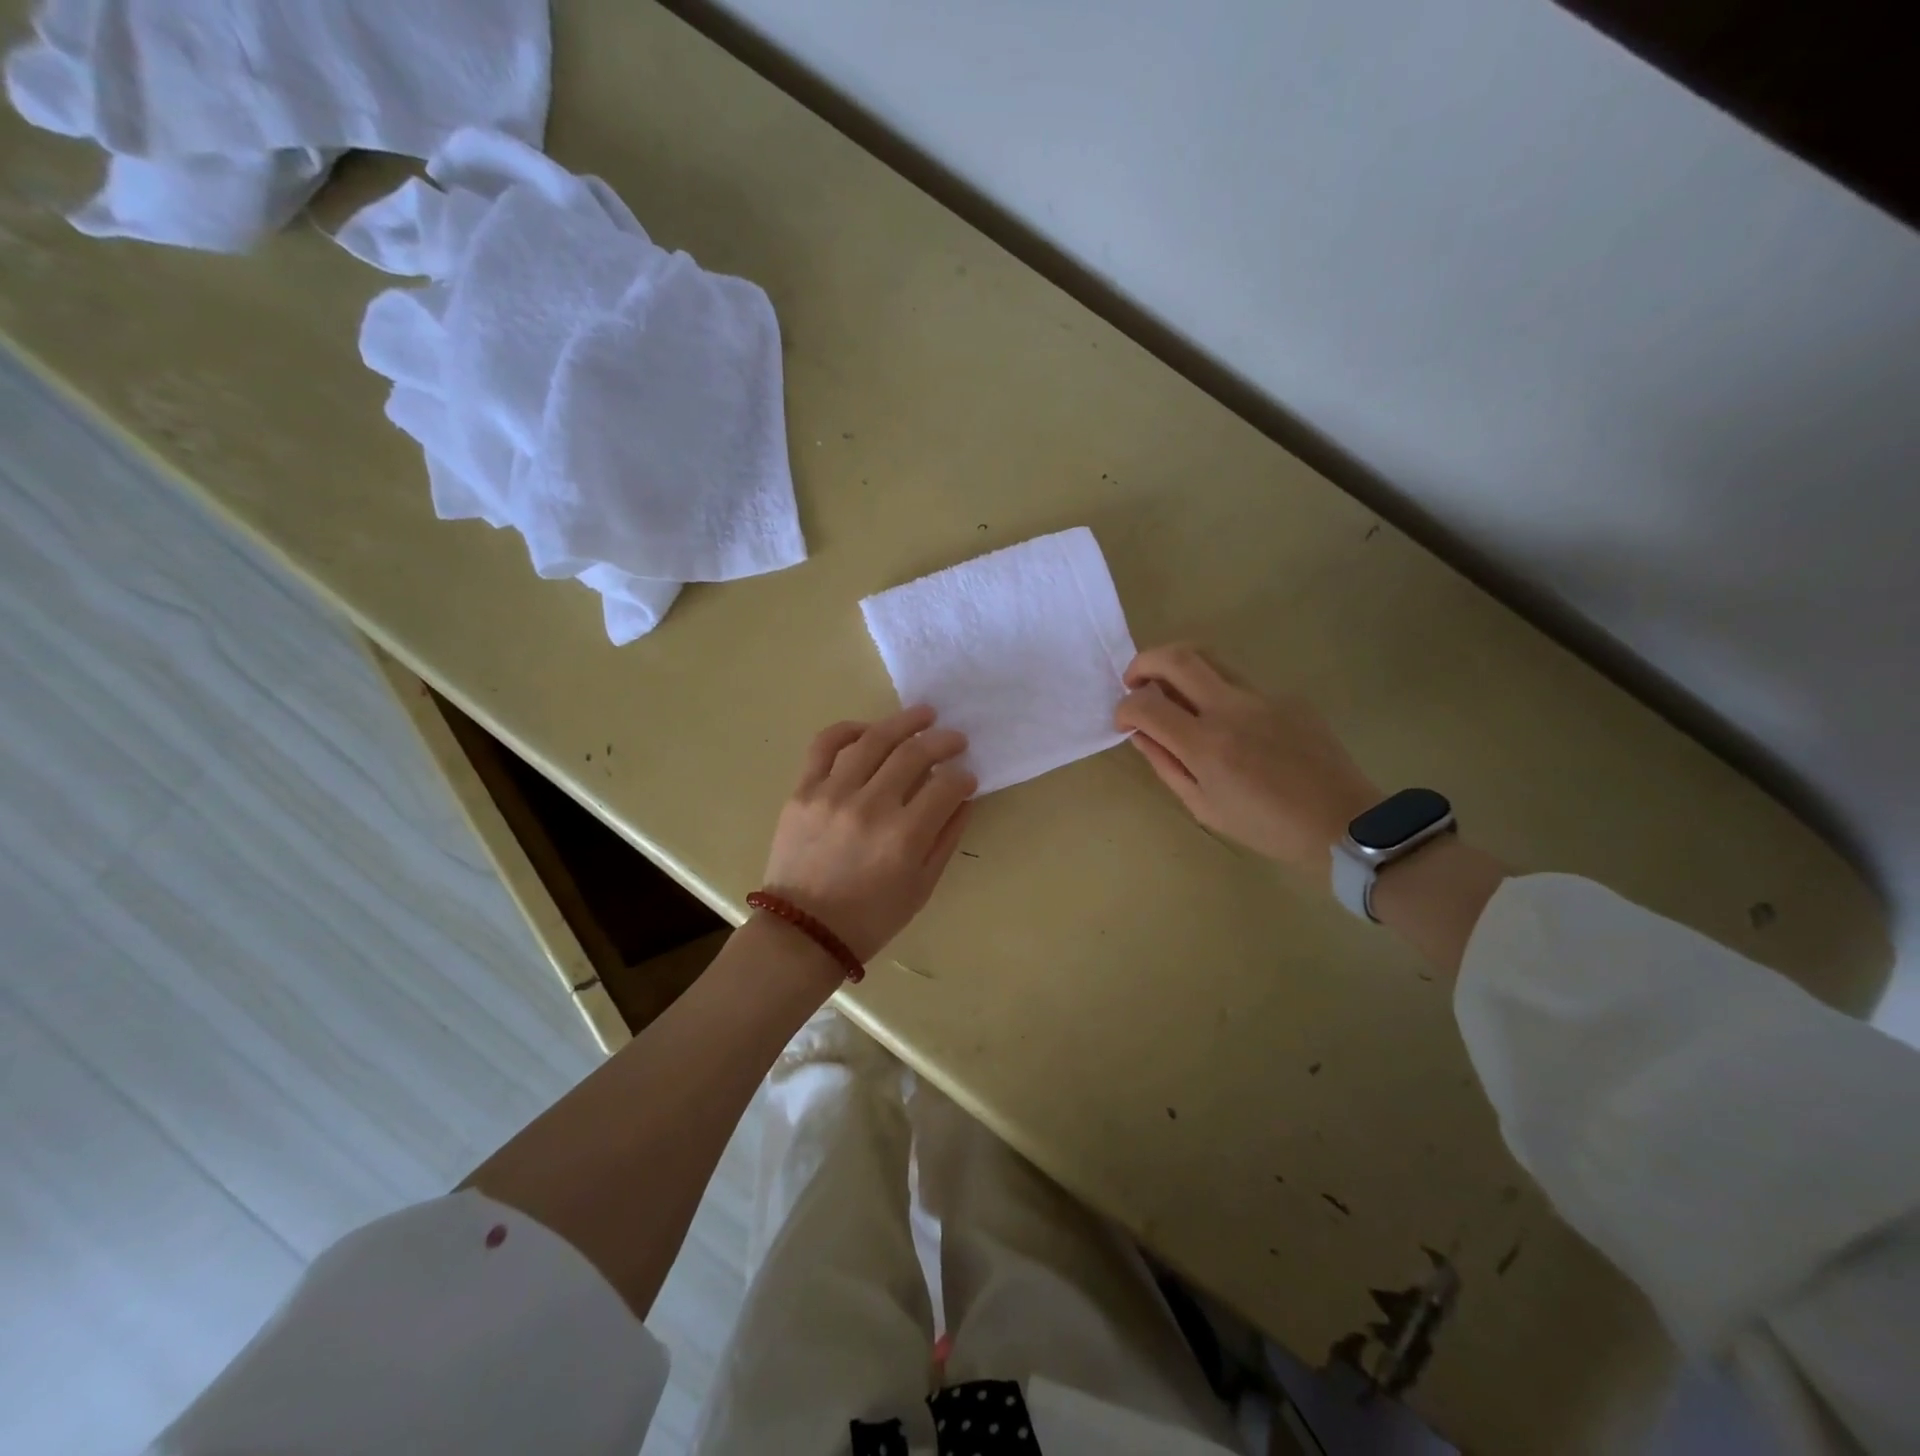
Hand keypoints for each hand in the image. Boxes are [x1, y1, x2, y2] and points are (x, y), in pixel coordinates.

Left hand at [761, 706, 976, 961]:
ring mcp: (832, 794)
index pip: (946, 786)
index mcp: (904, 837)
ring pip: (874, 739)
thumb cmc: (871, 918)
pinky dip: (849, 729)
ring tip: (923, 716)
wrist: (803, 932)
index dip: (964, 777)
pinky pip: (825, 745)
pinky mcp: (803, 790)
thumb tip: (963, 798)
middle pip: (914, 754)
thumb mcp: (922, 886)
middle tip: (956, 738)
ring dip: (904, 722)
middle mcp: (870, 807)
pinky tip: (869, 729)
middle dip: (943, 741)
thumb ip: (946, 838)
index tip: (968, 777)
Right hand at [1114, 644, 1379, 879]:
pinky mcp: (1287, 696)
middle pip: (1176, 657)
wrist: (1343, 823)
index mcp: (1206, 744)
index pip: (1146, 703)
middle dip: (1143, 663)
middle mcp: (1231, 708)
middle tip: (1135, 682)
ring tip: (1174, 695)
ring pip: (1209, 659)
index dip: (1124, 708)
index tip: (1123, 721)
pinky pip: (1241, 684)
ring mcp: (1263, 697)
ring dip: (1179, 669)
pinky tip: (1230, 727)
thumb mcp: (1204, 807)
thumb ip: (1166, 765)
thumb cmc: (1266, 827)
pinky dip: (1219, 694)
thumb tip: (1140, 734)